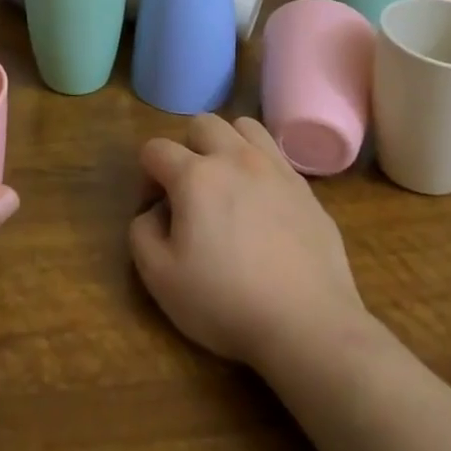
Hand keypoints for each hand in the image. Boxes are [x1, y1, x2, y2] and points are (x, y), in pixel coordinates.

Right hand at [130, 115, 372, 368]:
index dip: (147, 175)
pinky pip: (276, 157)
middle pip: (202, 124)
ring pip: (245, 127)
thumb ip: (141, 232)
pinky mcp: (306, 190)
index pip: (156, 148)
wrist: (309, 326)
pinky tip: (262, 205)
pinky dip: (261, 168)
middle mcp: (235, 159)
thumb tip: (155, 211)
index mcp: (195, 175)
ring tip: (229, 183)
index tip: (155, 208)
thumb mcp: (159, 278)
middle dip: (187, 148)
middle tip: (190, 190)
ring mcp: (276, 170)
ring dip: (228, 145)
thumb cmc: (226, 302)